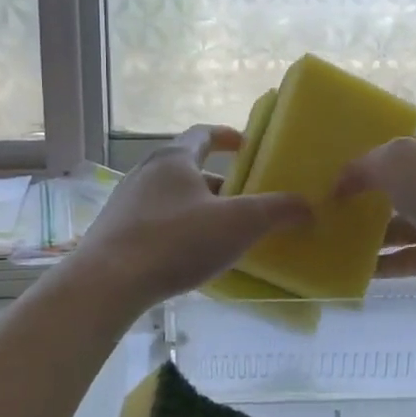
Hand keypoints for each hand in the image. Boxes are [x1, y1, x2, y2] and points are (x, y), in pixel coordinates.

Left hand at [71, 126, 311, 311]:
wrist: (108, 282)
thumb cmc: (176, 241)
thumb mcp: (238, 224)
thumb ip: (276, 211)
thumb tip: (307, 206)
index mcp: (173, 159)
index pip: (202, 134)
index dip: (226, 136)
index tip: (245, 144)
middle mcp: (145, 172)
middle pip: (187, 168)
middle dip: (218, 182)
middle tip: (242, 200)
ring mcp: (125, 202)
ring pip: (170, 196)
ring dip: (196, 207)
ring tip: (220, 231)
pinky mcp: (114, 231)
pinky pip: (154, 221)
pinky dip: (176, 228)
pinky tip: (188, 255)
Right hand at [334, 133, 415, 303]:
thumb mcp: (398, 162)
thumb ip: (363, 167)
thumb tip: (338, 183)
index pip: (387, 150)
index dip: (357, 160)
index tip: (321, 175)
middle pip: (389, 190)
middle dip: (357, 200)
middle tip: (316, 213)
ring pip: (395, 228)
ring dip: (366, 236)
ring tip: (326, 245)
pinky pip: (406, 260)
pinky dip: (382, 267)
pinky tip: (351, 273)